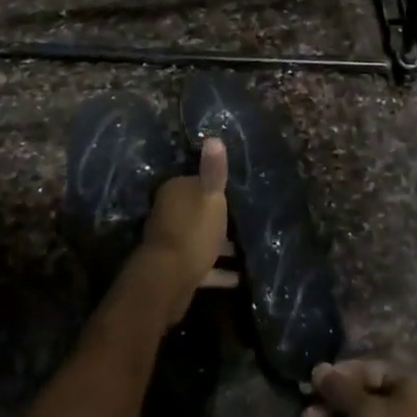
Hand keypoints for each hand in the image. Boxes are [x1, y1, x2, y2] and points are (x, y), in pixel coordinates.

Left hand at [138, 136, 236, 322]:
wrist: (169, 278)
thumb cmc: (193, 230)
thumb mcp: (210, 196)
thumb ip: (214, 170)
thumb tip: (214, 137)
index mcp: (175, 192)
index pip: (196, 183)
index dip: (215, 189)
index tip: (236, 195)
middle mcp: (169, 214)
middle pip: (197, 212)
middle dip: (218, 218)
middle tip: (246, 222)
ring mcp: (172, 243)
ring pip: (200, 239)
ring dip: (220, 246)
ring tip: (247, 251)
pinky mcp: (177, 269)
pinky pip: (203, 266)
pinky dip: (219, 271)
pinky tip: (239, 278)